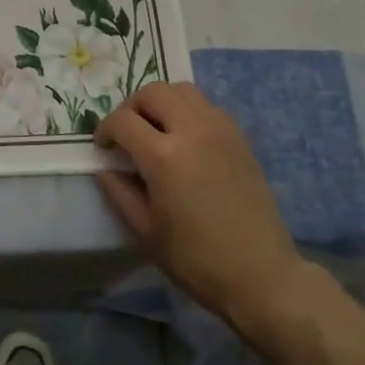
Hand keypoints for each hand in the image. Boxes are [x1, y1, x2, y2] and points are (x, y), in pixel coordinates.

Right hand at [94, 82, 315, 336]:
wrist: (261, 274)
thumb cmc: (196, 259)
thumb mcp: (145, 231)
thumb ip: (118, 192)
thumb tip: (105, 167)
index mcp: (163, 156)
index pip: (122, 120)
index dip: (105, 130)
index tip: (103, 148)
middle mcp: (192, 131)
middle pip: (152, 92)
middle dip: (131, 108)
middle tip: (126, 134)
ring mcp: (220, 130)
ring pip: (182, 90)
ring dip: (161, 102)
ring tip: (155, 130)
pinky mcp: (240, 137)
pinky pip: (206, 105)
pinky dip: (187, 110)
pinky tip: (185, 139)